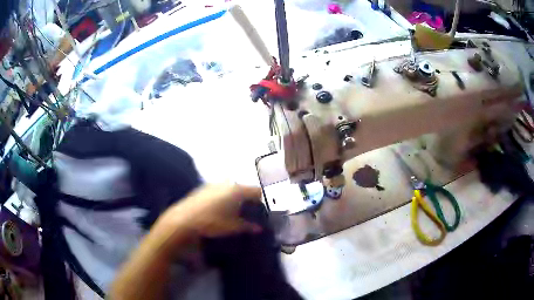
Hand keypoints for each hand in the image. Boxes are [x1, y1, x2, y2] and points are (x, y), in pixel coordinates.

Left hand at [160, 184, 262, 238]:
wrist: (183, 219)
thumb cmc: (211, 223)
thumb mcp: (232, 227)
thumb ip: (247, 226)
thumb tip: (259, 228)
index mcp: (237, 190)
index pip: (256, 191)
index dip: (261, 201)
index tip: (261, 211)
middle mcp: (227, 183)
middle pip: (244, 188)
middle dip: (248, 199)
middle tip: (248, 212)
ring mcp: (214, 184)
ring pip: (231, 188)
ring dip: (235, 197)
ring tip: (233, 212)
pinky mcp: (204, 187)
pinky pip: (220, 190)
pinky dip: (224, 197)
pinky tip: (219, 209)